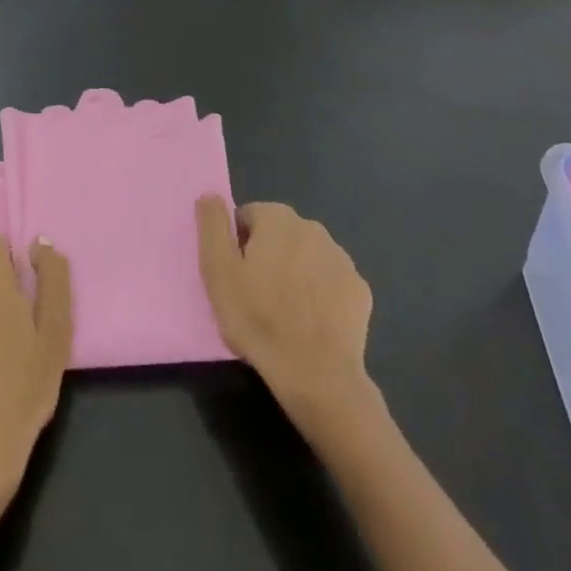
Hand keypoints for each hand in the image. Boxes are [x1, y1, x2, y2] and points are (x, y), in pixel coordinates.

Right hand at [196, 198, 374, 423]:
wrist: (316, 374)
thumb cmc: (258, 318)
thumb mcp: (218, 270)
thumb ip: (212, 225)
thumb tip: (210, 195)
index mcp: (277, 218)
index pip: (246, 218)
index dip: (236, 246)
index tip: (236, 277)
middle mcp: (312, 227)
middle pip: (278, 235)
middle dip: (267, 256)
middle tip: (255, 296)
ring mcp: (341, 258)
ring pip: (306, 257)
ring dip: (294, 273)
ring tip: (284, 312)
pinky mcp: (359, 289)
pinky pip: (330, 282)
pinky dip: (319, 294)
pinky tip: (311, 321)